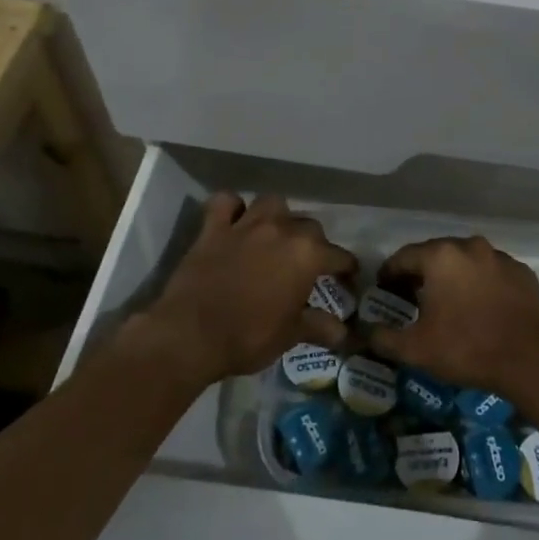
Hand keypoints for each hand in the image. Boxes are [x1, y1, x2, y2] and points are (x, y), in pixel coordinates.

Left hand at [141, 193, 355, 387]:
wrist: (190, 335)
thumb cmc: (248, 337)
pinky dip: (232, 207)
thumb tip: (343, 331)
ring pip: (272, 203)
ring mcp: (246, 225)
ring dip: (278, 216)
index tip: (348, 279)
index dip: (346, 269)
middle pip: (309, 225)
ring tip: (276, 234)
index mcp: (306, 254)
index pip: (338, 255)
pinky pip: (226, 202)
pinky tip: (235, 221)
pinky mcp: (213, 228)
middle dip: (313, 242)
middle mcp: (281, 230)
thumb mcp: (289, 335)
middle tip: (308, 264)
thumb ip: (318, 326)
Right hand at [368, 236, 538, 402]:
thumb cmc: (468, 348)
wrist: (532, 359)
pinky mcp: (522, 272)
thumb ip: (384, 338)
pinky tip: (479, 308)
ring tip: (446, 303)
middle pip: (436, 254)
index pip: (404, 256)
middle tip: (411, 297)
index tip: (384, 290)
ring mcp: (500, 257)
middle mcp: (470, 246)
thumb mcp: (416, 350)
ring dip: (452, 277)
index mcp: (441, 256)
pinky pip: (490, 273)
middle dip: (421, 273)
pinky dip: (479, 284)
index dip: (389, 273)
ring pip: (465, 262)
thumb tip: (366, 332)